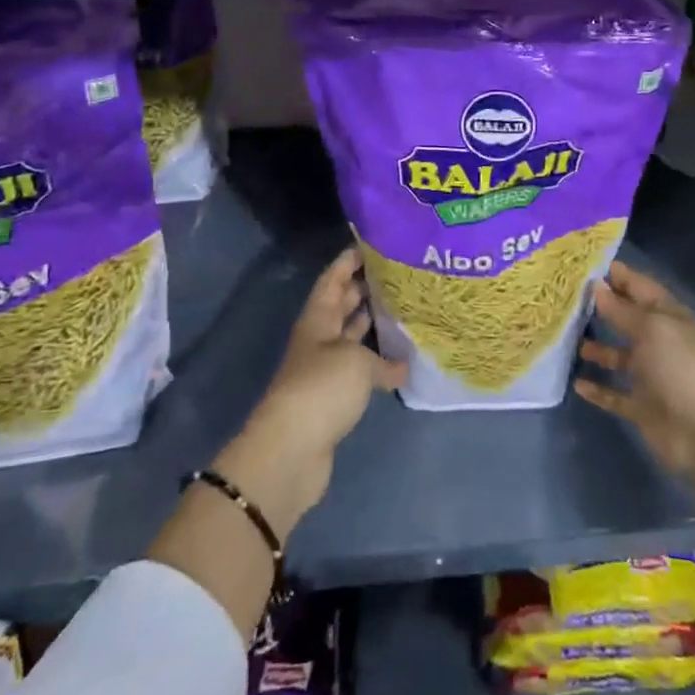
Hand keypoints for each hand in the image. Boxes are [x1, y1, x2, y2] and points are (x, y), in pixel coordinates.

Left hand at [215, 247, 405, 537]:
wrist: (292, 450)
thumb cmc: (322, 388)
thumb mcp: (357, 363)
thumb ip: (383, 361)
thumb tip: (402, 366)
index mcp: (317, 319)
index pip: (332, 280)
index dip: (348, 261)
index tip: (371, 244)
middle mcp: (318, 339)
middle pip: (339, 306)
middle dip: (362, 288)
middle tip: (395, 274)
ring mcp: (323, 370)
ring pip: (348, 338)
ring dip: (369, 325)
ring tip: (400, 309)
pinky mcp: (332, 399)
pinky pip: (356, 369)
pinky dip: (375, 362)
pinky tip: (398, 360)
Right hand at [574, 261, 694, 478]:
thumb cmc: (681, 367)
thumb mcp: (652, 328)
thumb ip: (621, 309)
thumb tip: (596, 286)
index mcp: (669, 317)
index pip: (640, 287)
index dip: (617, 275)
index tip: (584, 266)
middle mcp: (660, 342)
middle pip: (627, 319)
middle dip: (602, 308)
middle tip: (566, 298)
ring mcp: (651, 376)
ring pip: (619, 356)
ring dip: (597, 348)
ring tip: (568, 339)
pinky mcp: (642, 407)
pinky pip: (614, 394)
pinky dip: (598, 389)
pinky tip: (577, 382)